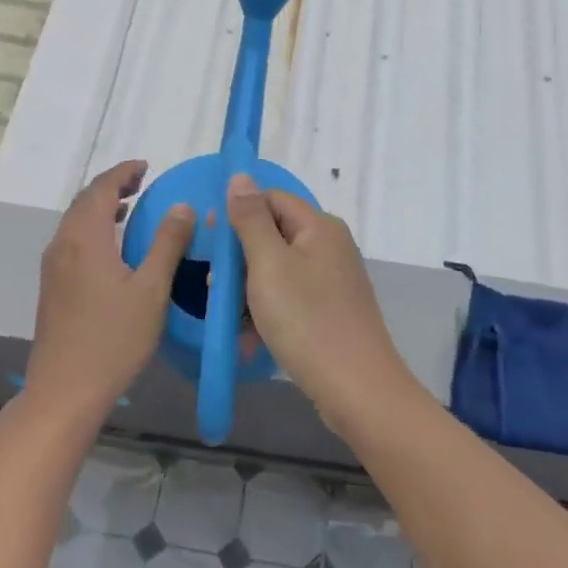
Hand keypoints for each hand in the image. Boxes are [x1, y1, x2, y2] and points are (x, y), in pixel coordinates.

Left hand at [25, 161, 193, 428]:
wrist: (64, 390)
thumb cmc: (113, 339)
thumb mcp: (151, 290)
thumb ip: (167, 244)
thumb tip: (182, 206)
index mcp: (85, 238)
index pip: (100, 188)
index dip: (123, 172)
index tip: (147, 167)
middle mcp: (63, 245)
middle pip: (83, 201)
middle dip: (112, 186)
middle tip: (142, 184)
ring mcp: (53, 267)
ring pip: (75, 222)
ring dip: (100, 207)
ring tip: (130, 209)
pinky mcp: (52, 287)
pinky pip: (72, 241)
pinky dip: (92, 229)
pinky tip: (112, 249)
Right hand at [225, 174, 413, 430]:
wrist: (356, 390)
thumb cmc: (307, 321)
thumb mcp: (269, 265)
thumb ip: (251, 219)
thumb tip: (240, 176)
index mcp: (319, 226)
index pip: (270, 199)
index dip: (237, 215)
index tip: (210, 245)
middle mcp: (329, 246)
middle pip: (272, 234)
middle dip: (239, 259)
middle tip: (214, 288)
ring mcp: (332, 280)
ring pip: (277, 270)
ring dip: (248, 290)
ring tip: (229, 318)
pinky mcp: (330, 310)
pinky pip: (290, 298)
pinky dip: (267, 312)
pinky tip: (249, 338)